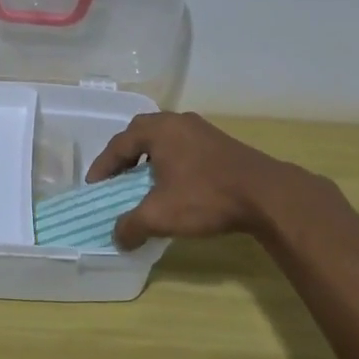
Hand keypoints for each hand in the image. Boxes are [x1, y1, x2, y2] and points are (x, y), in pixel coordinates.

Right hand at [87, 112, 340, 249]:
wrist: (265, 194)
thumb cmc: (205, 197)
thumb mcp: (161, 216)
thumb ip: (131, 225)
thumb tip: (116, 237)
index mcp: (157, 129)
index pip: (119, 144)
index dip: (103, 167)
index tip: (94, 188)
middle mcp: (176, 121)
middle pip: (140, 133)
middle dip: (124, 156)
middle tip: (116, 178)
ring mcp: (200, 129)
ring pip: (164, 139)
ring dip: (148, 157)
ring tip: (143, 181)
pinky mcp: (219, 142)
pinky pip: (182, 146)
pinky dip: (170, 161)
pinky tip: (174, 183)